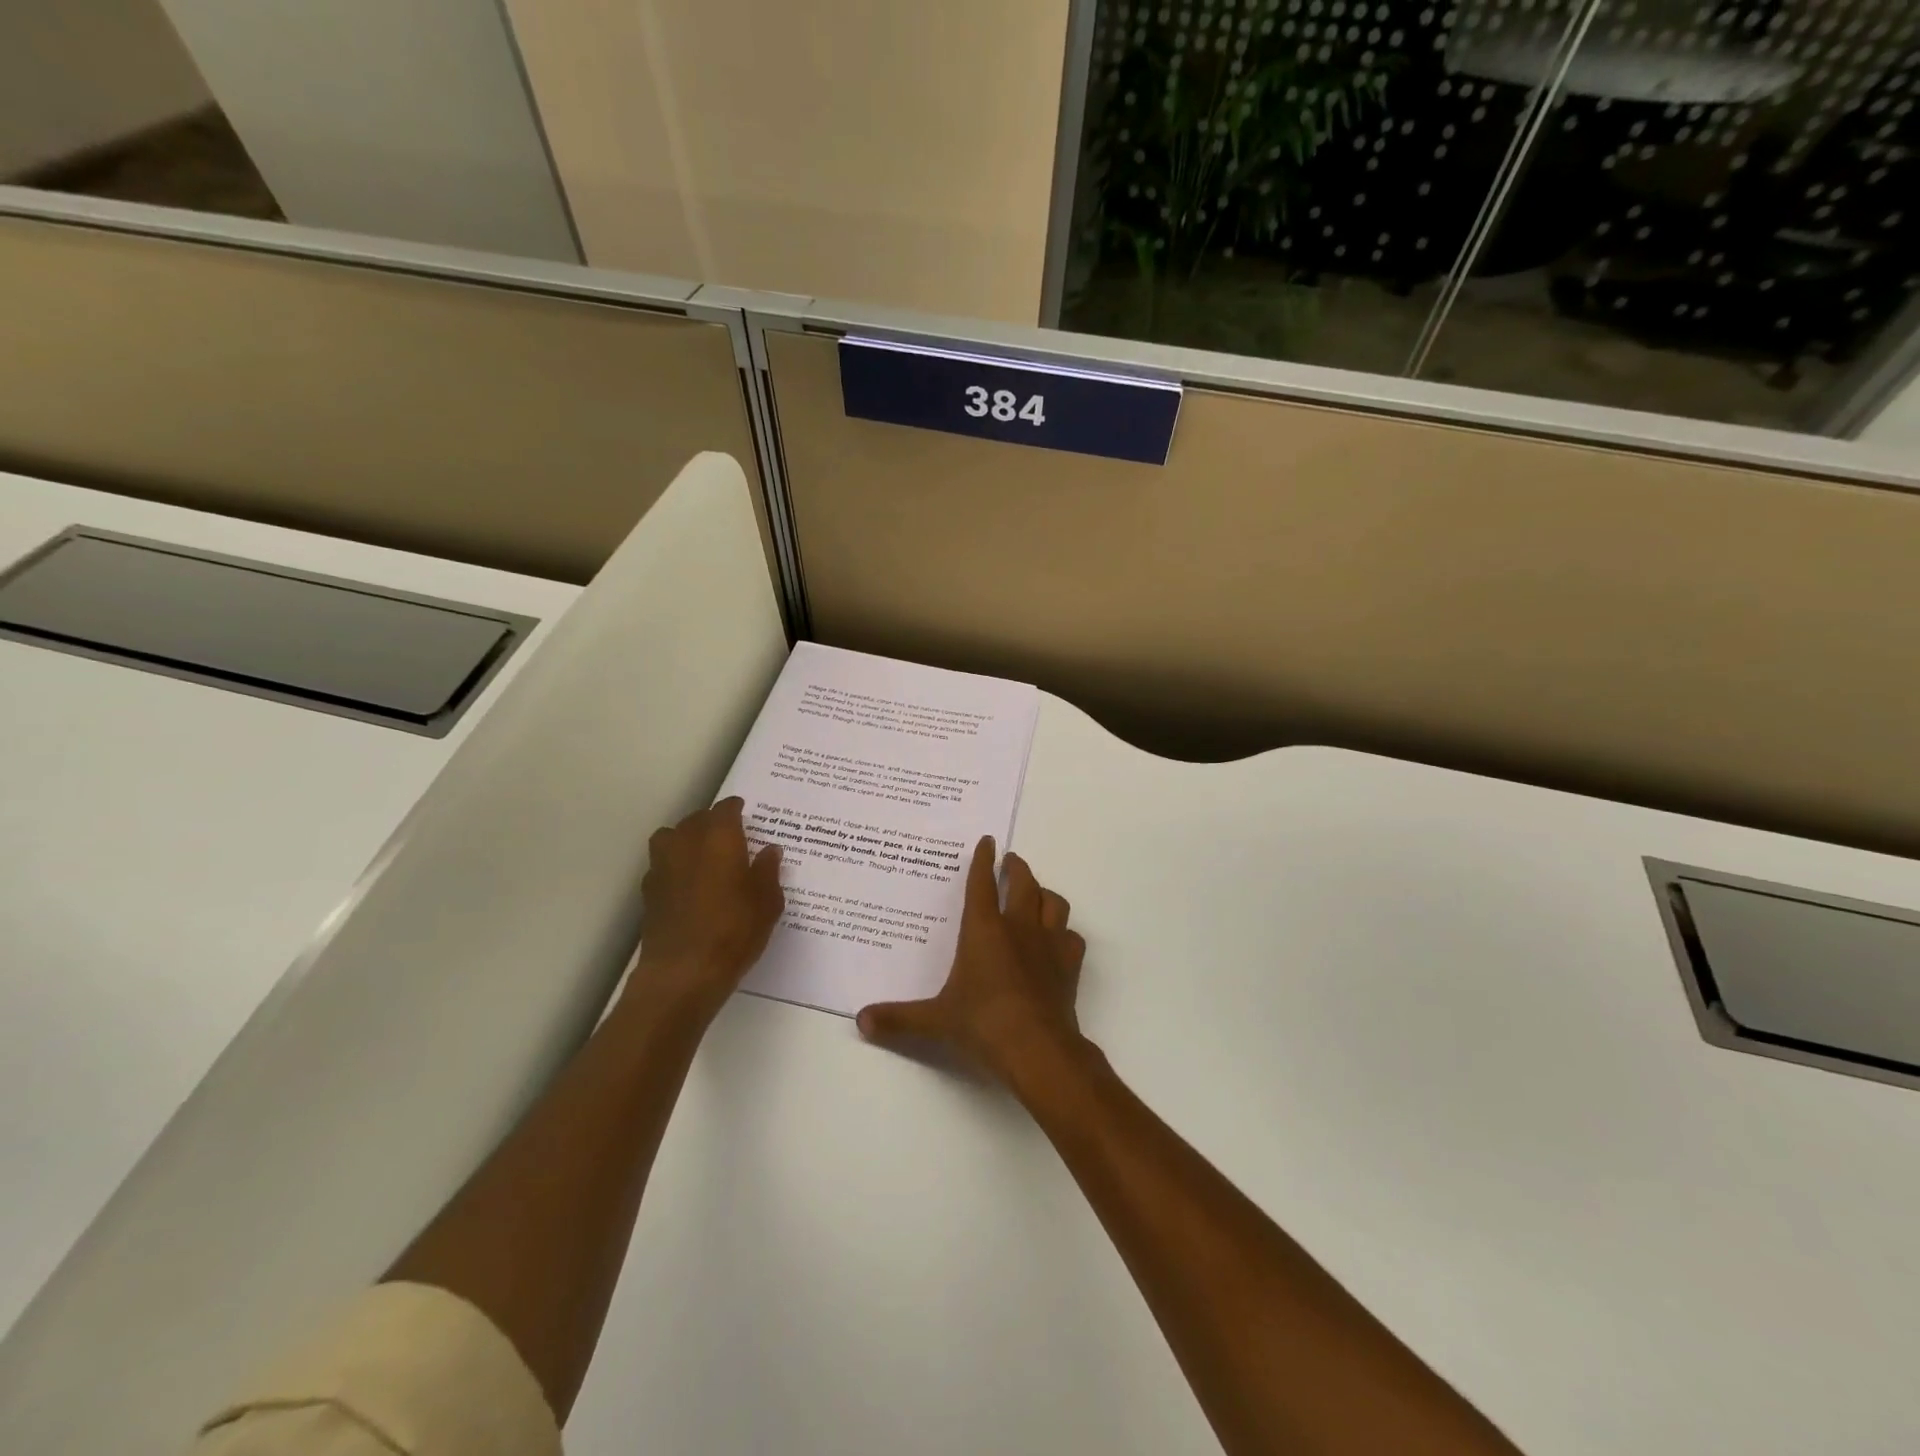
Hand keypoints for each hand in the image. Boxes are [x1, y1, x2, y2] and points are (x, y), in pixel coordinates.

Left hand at [630, 798, 783, 1017]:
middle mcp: (687, 844)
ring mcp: (662, 867)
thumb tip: (770, 850)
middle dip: (712, 822)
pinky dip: (674, 865)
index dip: (735, 809)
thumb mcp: (767, 902)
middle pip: (696, 819)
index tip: (744, 811)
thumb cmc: (735, 931)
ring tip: (703, 854)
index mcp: (720, 839)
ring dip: (686, 838)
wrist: (684, 972)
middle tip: (730, 834)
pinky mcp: (649, 892)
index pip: (725, 810)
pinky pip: (662, 865)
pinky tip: (688, 884)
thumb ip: (768, 871)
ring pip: (670, 837)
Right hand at [857, 836, 1087, 1087]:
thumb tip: (861, 1020)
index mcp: (983, 929)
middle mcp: (1018, 927)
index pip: (982, 883)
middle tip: (1011, 861)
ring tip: (1036, 894)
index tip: (987, 841)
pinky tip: (1059, 939)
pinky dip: (1064, 933)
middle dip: (1017, 868)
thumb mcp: (935, 1020)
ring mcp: (1048, 943)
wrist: (1037, 1048)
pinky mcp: (1069, 965)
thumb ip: (899, 1018)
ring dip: (1044, 893)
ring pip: (1053, 902)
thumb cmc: (982, 1024)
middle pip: (1023, 883)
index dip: (982, 860)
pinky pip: (1071, 937)